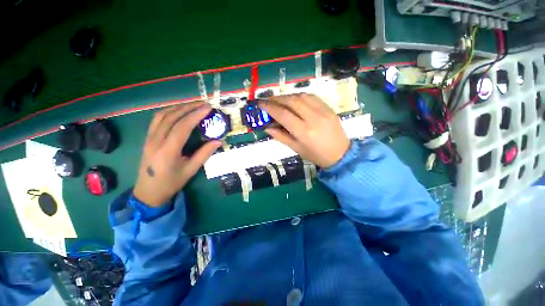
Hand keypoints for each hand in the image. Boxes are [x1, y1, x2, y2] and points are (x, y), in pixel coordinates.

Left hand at [133, 101, 221, 206]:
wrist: (148, 191)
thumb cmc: (171, 182)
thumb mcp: (191, 170)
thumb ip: (204, 154)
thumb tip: (218, 141)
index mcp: (168, 151)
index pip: (182, 127)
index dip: (195, 115)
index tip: (207, 108)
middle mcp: (156, 141)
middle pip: (171, 117)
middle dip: (188, 108)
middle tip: (203, 103)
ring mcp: (149, 138)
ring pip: (162, 116)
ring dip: (178, 107)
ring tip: (192, 105)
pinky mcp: (147, 138)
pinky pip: (157, 120)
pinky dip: (169, 112)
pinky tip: (178, 111)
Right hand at [259, 93, 349, 167]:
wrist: (341, 153)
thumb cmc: (316, 155)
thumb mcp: (296, 148)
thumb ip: (281, 136)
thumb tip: (267, 127)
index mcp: (304, 132)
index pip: (283, 114)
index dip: (270, 108)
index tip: (261, 104)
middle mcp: (313, 118)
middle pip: (292, 101)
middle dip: (277, 98)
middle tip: (268, 100)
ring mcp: (323, 111)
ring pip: (302, 96)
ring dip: (288, 96)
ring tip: (280, 100)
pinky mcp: (329, 108)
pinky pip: (312, 97)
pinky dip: (300, 96)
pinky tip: (295, 99)